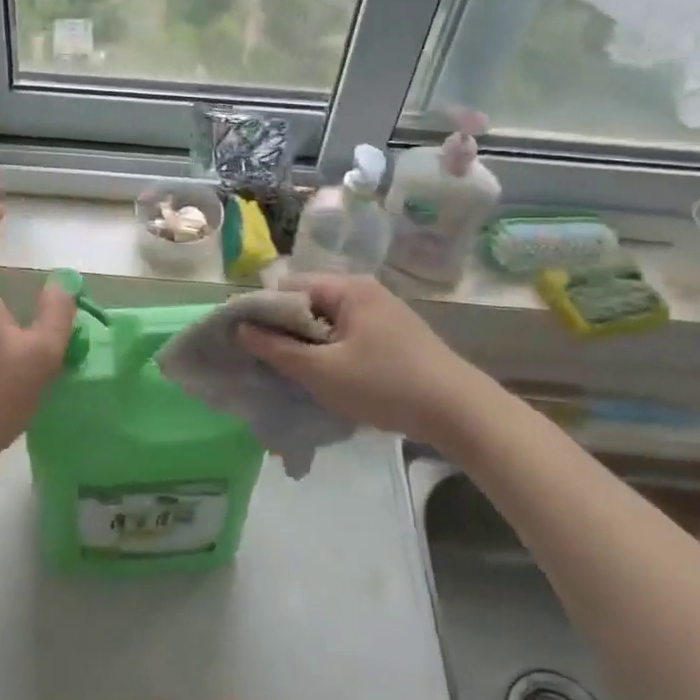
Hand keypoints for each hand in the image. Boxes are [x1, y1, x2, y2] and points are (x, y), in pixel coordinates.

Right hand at [237, 275, 472, 444]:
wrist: (459, 412)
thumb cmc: (385, 385)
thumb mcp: (322, 371)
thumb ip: (276, 349)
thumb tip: (239, 329)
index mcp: (347, 288)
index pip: (287, 288)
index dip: (264, 314)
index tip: (253, 345)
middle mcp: (364, 290)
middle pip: (308, 303)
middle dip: (288, 332)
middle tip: (277, 365)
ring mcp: (382, 311)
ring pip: (328, 321)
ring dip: (311, 345)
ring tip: (303, 376)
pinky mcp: (394, 334)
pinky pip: (348, 333)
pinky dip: (334, 351)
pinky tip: (334, 379)